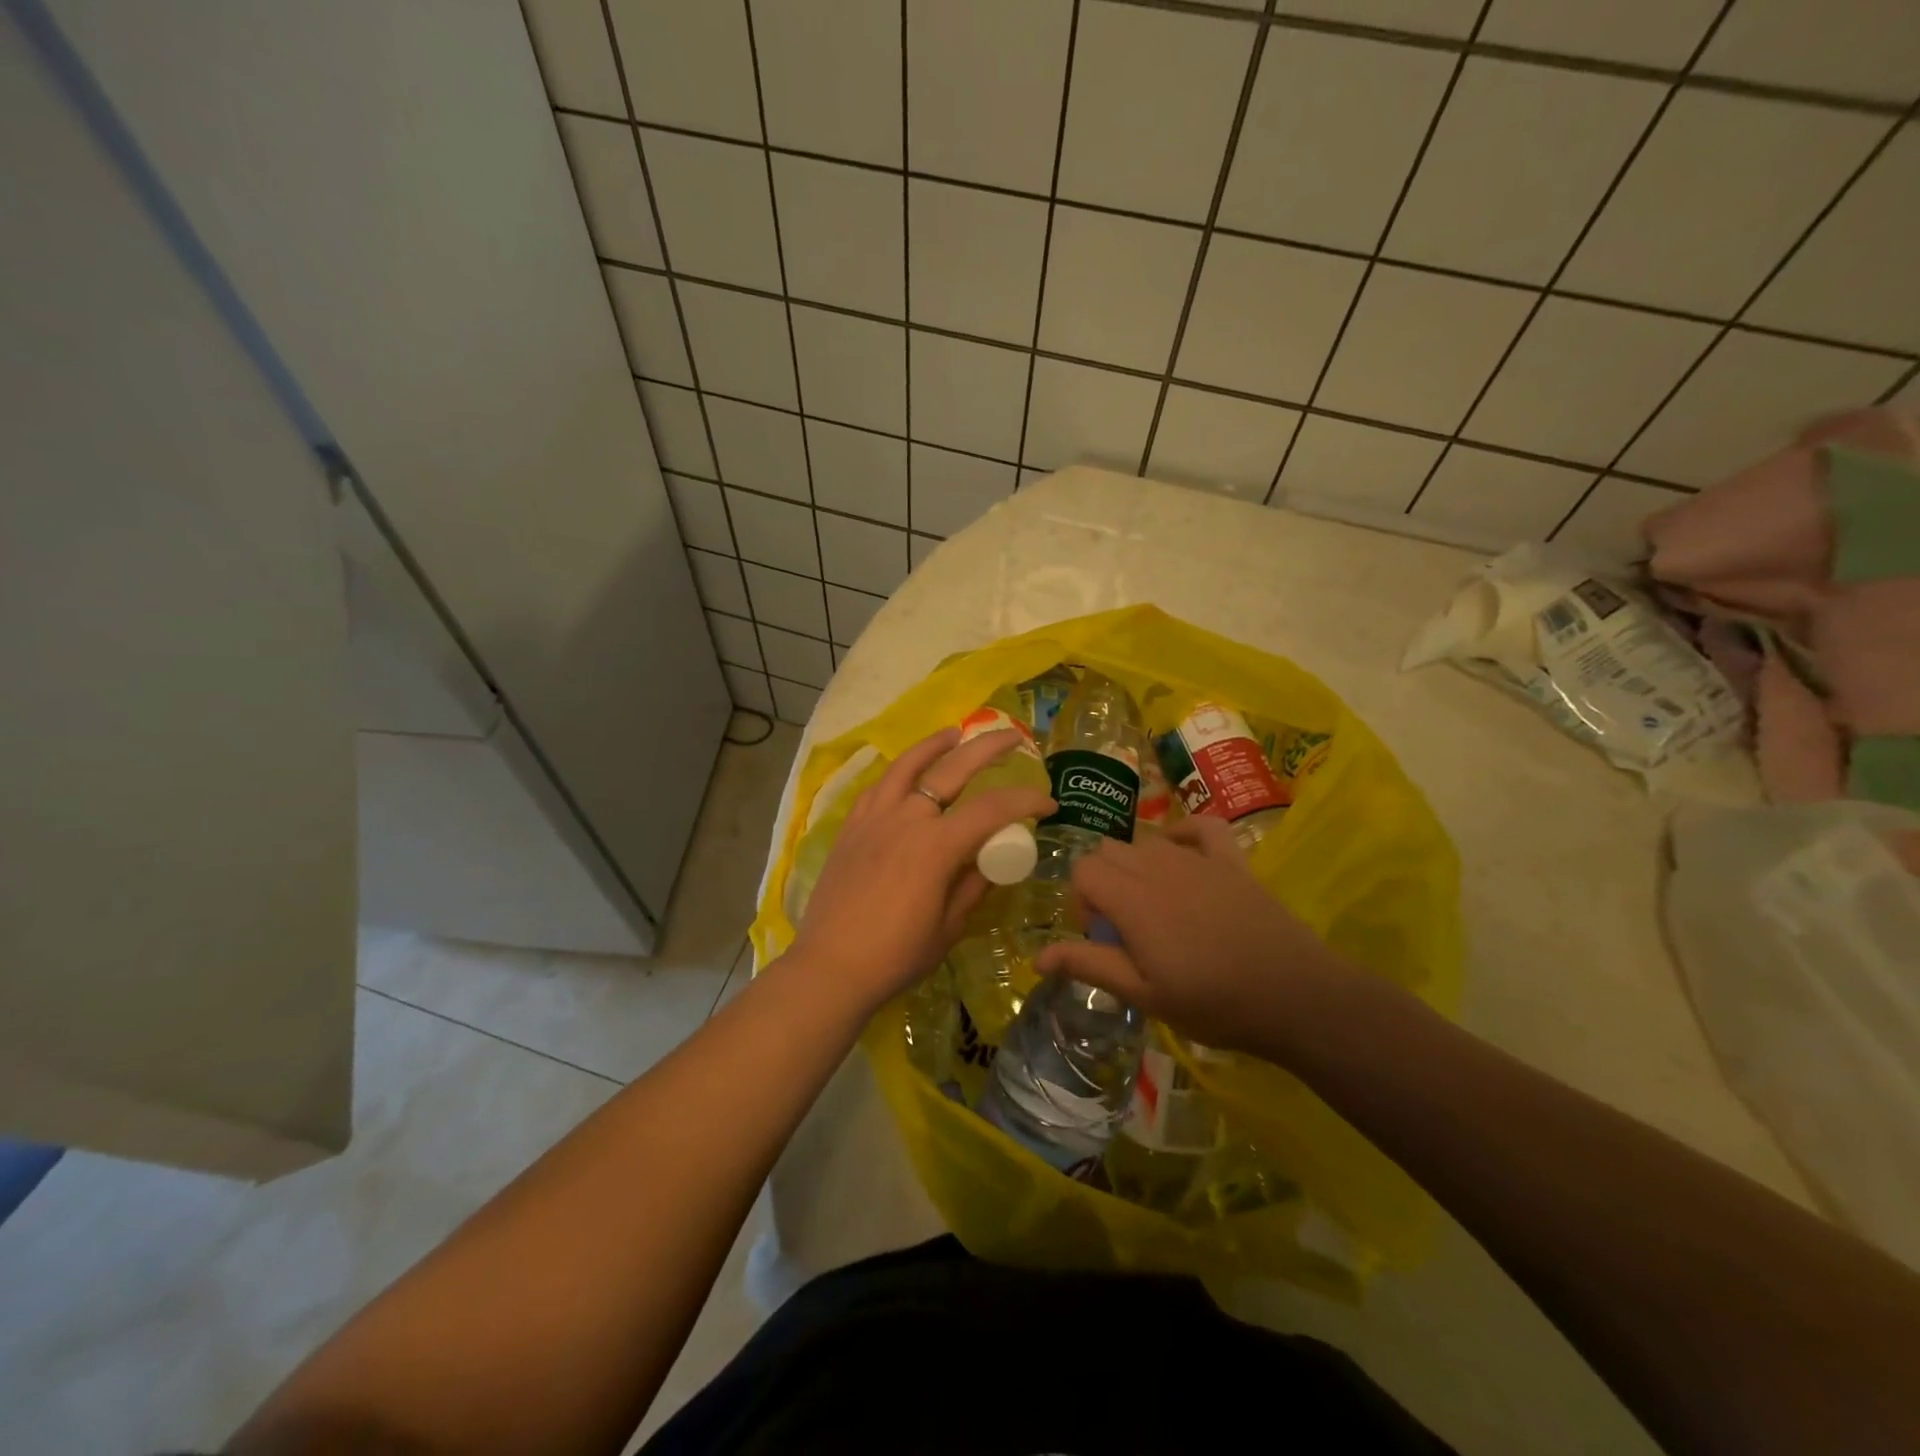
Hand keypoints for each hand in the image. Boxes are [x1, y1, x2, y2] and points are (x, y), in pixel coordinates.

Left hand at [788, 727, 1054, 1011]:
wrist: (830, 967)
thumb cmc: (896, 955)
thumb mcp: (948, 927)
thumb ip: (972, 886)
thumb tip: (990, 861)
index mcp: (935, 846)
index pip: (992, 809)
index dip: (1025, 801)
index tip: (1048, 803)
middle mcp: (905, 819)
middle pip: (952, 769)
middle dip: (987, 748)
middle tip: (1013, 737)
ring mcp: (873, 819)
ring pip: (907, 766)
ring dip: (935, 746)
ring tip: (954, 733)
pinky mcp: (851, 828)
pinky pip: (878, 788)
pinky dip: (898, 773)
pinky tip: (907, 774)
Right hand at [1035, 816, 1351, 1054]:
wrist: (1294, 996)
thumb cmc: (1212, 1002)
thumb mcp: (1143, 994)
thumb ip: (1089, 965)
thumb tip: (1036, 957)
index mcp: (1131, 898)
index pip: (1082, 869)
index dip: (1082, 900)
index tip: (1102, 935)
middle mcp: (1157, 866)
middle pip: (1108, 850)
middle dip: (1104, 881)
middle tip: (1125, 926)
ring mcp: (1197, 858)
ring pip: (1146, 841)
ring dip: (1137, 866)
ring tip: (1156, 908)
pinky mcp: (1231, 859)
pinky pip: (1200, 826)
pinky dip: (1184, 835)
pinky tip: (1183, 858)